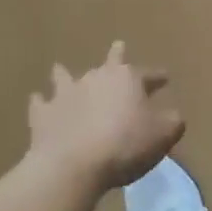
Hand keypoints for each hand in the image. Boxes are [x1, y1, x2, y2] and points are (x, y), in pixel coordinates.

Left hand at [26, 42, 184, 192]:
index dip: (157, 77)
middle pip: (109, 62)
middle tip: (117, 45)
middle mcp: (97, 77)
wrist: (73, 165)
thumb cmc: (124, 145)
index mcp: (127, 78)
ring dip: (66, 74)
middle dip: (116, 55)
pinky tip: (37, 100)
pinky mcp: (44, 114)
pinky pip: (40, 103)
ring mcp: (67, 93)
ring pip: (66, 76)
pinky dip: (40, 102)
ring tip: (60, 69)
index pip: (148, 74)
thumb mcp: (162, 135)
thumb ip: (172, 122)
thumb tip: (174, 115)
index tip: (165, 79)